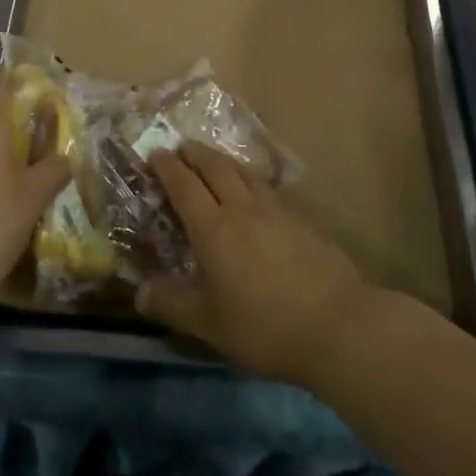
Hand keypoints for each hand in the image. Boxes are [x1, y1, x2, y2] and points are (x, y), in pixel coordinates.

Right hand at [137, 142, 375, 387]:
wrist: (336, 323)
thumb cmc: (264, 327)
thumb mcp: (208, 324)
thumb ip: (172, 303)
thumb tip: (139, 291)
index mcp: (213, 228)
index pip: (184, 185)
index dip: (167, 167)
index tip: (155, 154)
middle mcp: (242, 207)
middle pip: (215, 166)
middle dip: (194, 153)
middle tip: (181, 147)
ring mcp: (275, 208)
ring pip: (243, 171)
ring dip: (223, 160)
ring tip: (213, 160)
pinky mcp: (300, 216)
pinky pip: (266, 186)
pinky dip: (250, 178)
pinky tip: (254, 191)